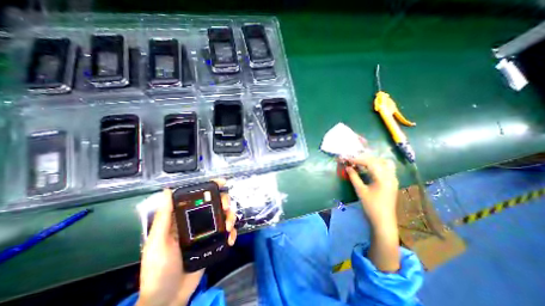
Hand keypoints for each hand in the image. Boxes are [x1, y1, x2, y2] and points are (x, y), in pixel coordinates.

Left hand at [136, 179, 235, 305]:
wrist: (169, 298)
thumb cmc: (159, 269)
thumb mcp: (158, 242)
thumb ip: (164, 217)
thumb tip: (166, 191)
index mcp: (184, 218)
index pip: (199, 197)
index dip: (211, 188)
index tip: (222, 183)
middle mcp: (198, 222)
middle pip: (216, 205)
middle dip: (225, 202)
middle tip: (227, 208)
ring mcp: (208, 232)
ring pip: (225, 217)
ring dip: (231, 218)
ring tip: (229, 227)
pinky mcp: (215, 242)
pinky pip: (228, 233)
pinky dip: (232, 233)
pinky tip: (230, 238)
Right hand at [339, 156, 398, 270]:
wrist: (383, 220)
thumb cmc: (371, 206)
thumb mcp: (360, 191)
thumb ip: (354, 177)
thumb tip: (348, 167)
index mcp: (383, 178)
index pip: (370, 163)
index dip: (358, 159)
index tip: (348, 159)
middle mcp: (390, 176)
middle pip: (378, 161)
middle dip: (364, 158)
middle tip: (353, 160)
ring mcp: (393, 179)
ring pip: (385, 163)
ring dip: (373, 161)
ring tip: (362, 163)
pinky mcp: (392, 182)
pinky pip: (387, 168)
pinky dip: (378, 165)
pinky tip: (370, 169)